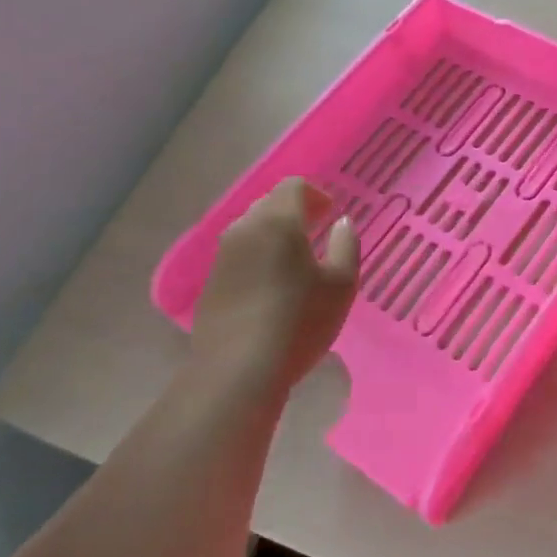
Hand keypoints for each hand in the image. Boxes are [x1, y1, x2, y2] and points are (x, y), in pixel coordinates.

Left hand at [190, 178, 358, 396]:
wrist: (238, 371)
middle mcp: (244, 229)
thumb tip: (341, 223)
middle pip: (268, 204)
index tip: (330, 214)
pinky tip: (270, 288)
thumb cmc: (299, 321)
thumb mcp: (341, 284)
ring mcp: (221, 257)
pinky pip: (238, 257)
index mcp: (278, 221)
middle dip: (293, 211)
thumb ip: (346, 244)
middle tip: (316, 232)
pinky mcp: (210, 284)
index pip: (292, 186)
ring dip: (273, 235)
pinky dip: (257, 259)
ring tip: (294, 261)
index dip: (315, 194)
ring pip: (250, 230)